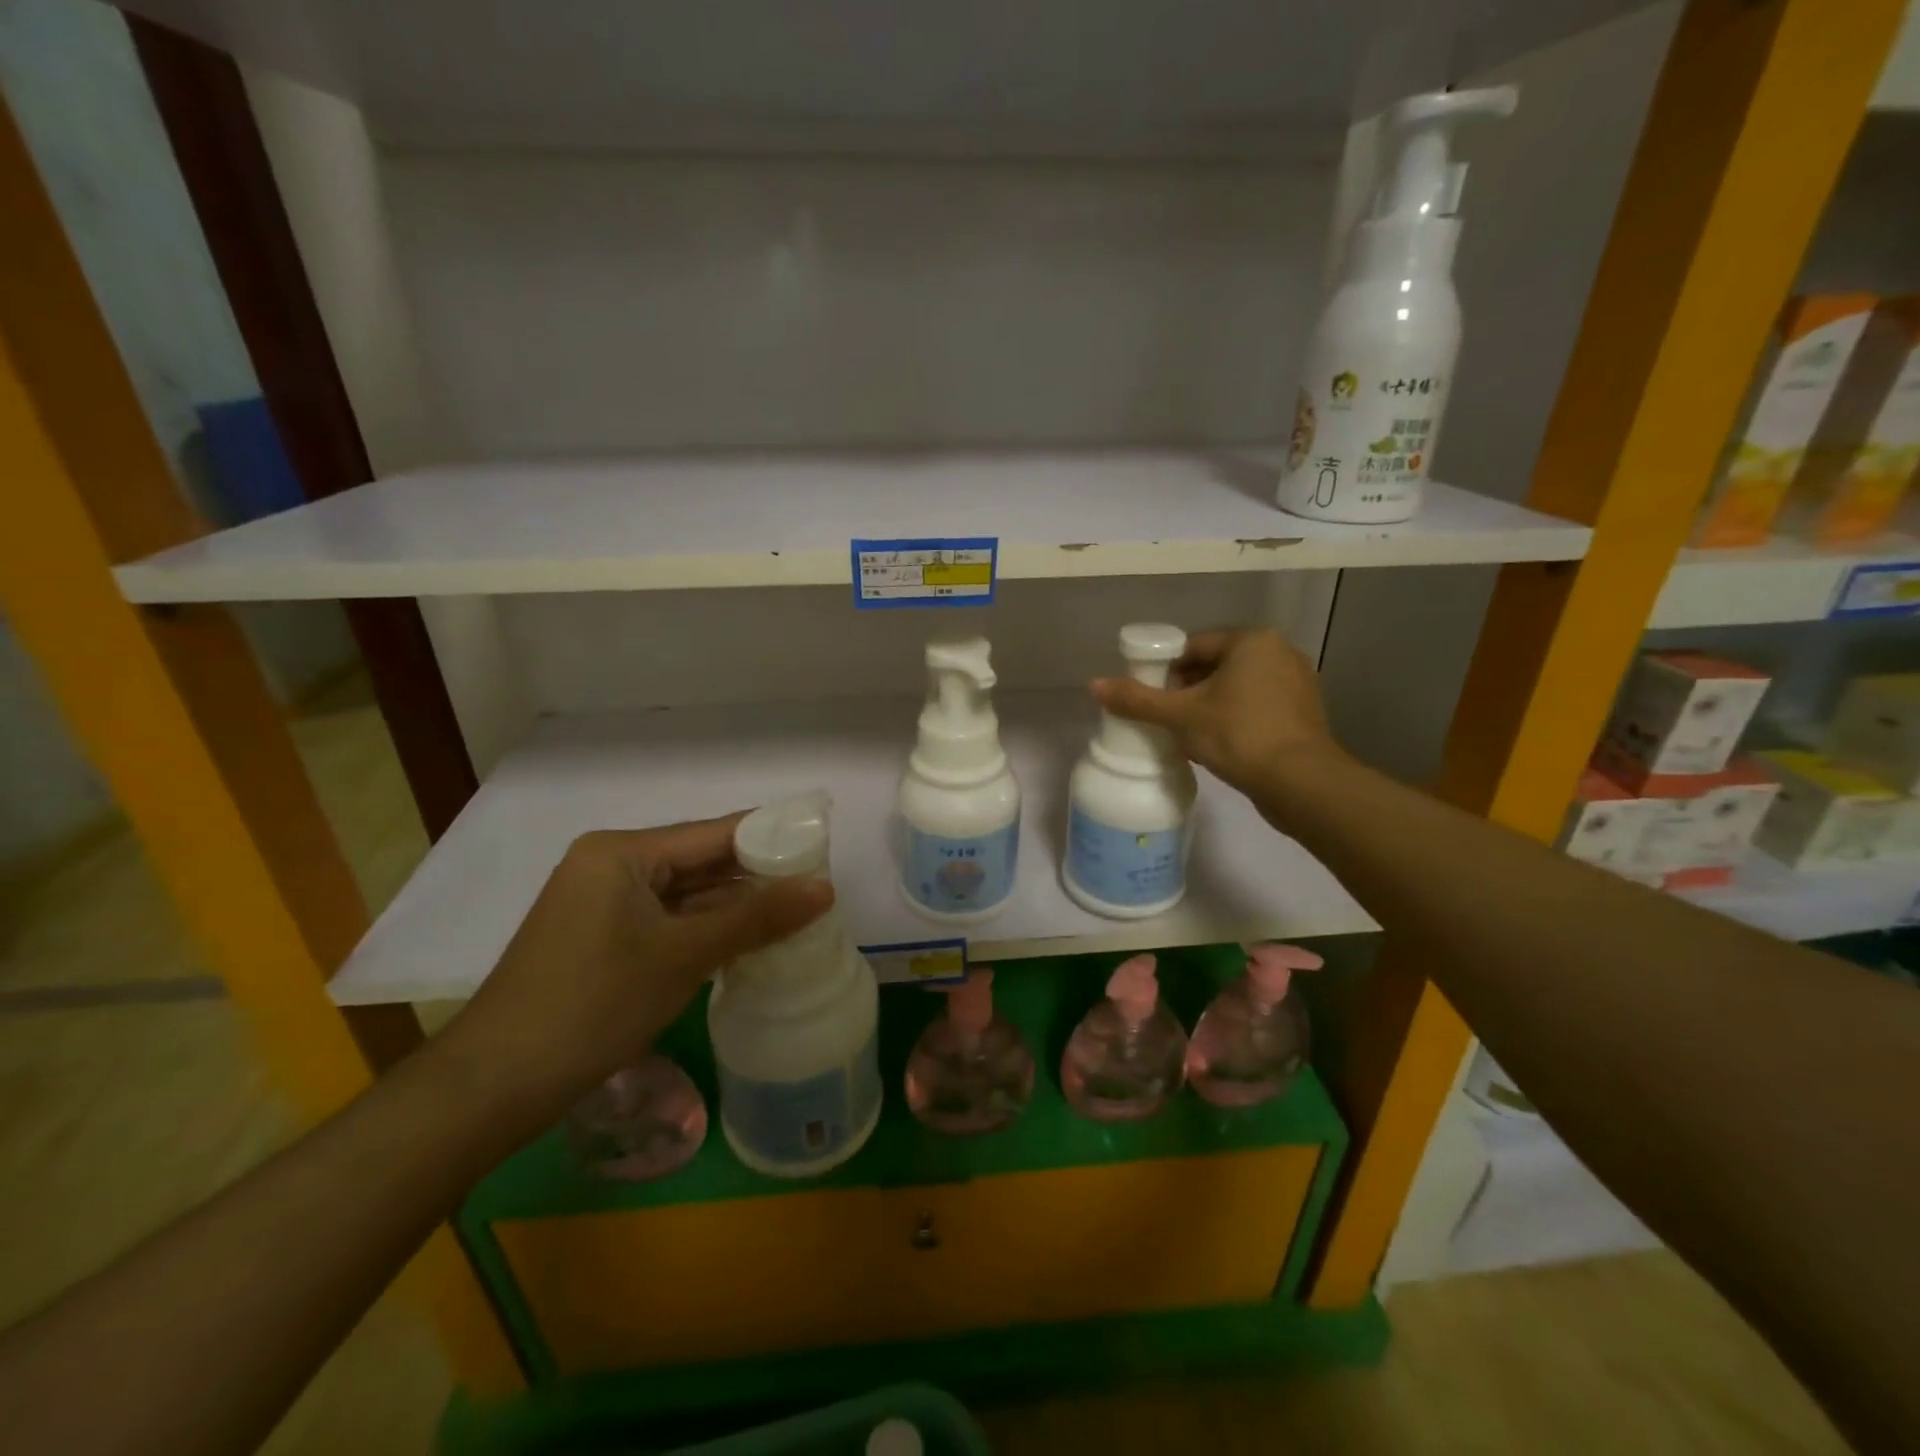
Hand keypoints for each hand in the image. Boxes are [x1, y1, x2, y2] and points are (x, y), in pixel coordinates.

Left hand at [440, 814, 832, 1115]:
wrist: (494, 1086)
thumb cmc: (593, 1004)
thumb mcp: (683, 955)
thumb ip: (757, 917)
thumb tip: (827, 889)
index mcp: (622, 852)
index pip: (715, 832)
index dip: (772, 838)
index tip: (823, 850)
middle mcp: (610, 865)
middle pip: (700, 860)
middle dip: (756, 876)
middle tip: (818, 889)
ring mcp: (602, 903)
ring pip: (685, 894)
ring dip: (733, 907)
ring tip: (796, 915)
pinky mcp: (601, 938)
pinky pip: (667, 920)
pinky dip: (705, 930)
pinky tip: (747, 942)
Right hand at [1092, 628, 1341, 795]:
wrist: (1301, 783)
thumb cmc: (1238, 735)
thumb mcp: (1180, 716)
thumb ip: (1137, 699)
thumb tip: (1094, 685)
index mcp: (1252, 641)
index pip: (1193, 646)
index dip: (1165, 669)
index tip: (1150, 696)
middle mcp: (1279, 652)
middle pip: (1215, 665)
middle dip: (1186, 689)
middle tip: (1166, 717)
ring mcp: (1297, 684)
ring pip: (1236, 688)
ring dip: (1209, 705)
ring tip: (1187, 733)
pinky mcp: (1304, 714)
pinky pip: (1256, 706)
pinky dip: (1234, 718)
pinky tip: (1218, 744)